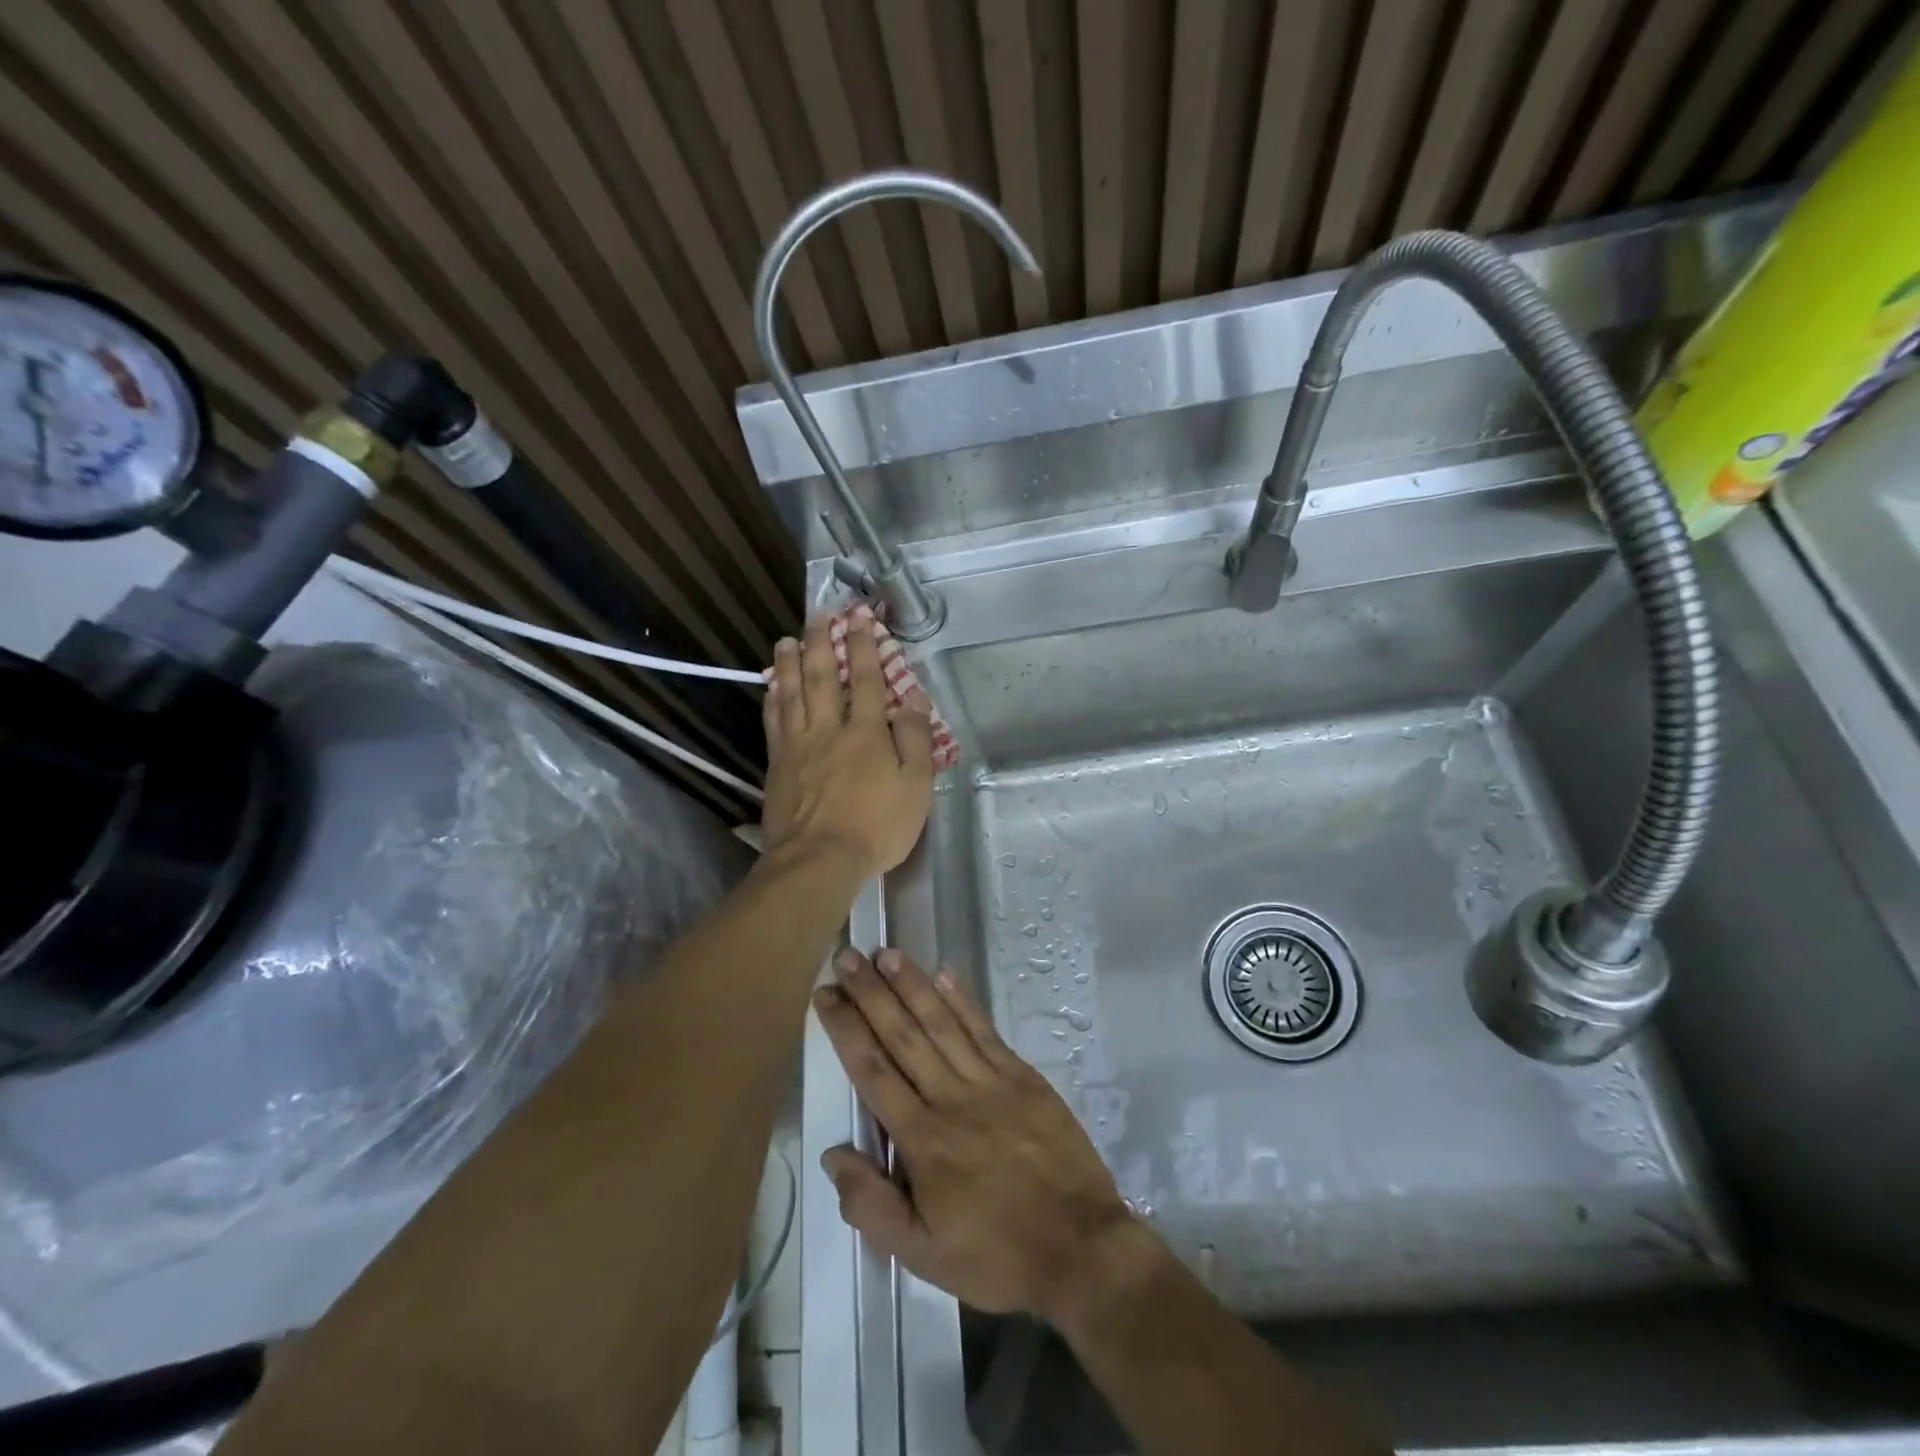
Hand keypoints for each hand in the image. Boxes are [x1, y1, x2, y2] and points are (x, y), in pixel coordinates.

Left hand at [762, 608, 934, 877]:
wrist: (818, 860)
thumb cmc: (876, 827)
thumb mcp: (915, 786)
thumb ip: (916, 740)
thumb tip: (915, 699)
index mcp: (867, 732)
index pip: (868, 679)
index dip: (865, 646)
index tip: (861, 617)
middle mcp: (829, 728)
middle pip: (823, 676)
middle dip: (822, 642)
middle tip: (818, 616)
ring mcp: (798, 745)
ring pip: (792, 693)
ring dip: (789, 663)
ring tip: (787, 640)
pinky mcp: (777, 764)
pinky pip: (773, 721)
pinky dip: (773, 698)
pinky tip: (771, 686)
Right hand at [813, 947, 1138, 1320]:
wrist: (1080, 1246)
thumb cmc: (996, 1253)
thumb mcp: (922, 1253)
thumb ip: (871, 1205)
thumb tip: (833, 1153)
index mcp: (922, 1138)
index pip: (873, 1070)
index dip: (846, 1029)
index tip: (825, 994)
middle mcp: (951, 1096)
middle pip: (903, 1034)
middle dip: (871, 993)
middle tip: (847, 956)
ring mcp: (990, 1080)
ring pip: (942, 1022)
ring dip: (913, 984)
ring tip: (888, 954)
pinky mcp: (1022, 1076)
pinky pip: (985, 1030)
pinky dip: (963, 1000)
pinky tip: (945, 973)